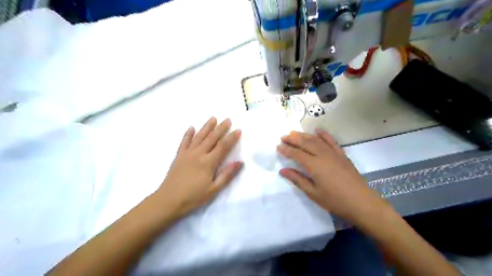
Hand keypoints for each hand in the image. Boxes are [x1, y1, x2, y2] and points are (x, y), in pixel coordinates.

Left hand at [154, 117, 242, 218]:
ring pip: (199, 136)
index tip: (238, 130)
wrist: (168, 200)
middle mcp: (198, 154)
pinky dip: (188, 134)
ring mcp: (187, 153)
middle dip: (221, 128)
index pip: (223, 146)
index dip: (231, 137)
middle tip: (228, 119)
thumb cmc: (194, 197)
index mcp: (208, 162)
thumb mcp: (214, 189)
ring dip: (207, 127)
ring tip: (213, 118)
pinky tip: (191, 127)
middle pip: (212, 138)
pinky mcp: (179, 155)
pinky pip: (184, 142)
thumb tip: (240, 162)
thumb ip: (227, 174)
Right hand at [276, 130, 383, 223]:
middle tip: (283, 137)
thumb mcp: (313, 192)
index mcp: (314, 165)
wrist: (361, 202)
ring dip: (304, 135)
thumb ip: (297, 179)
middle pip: (305, 143)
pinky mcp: (342, 154)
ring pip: (316, 140)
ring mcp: (333, 153)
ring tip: (294, 133)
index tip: (278, 146)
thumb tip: (282, 171)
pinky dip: (324, 134)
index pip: (296, 154)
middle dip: (293, 139)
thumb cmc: (334, 200)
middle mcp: (322, 155)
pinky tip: (317, 130)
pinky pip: (331, 141)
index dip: (286, 150)